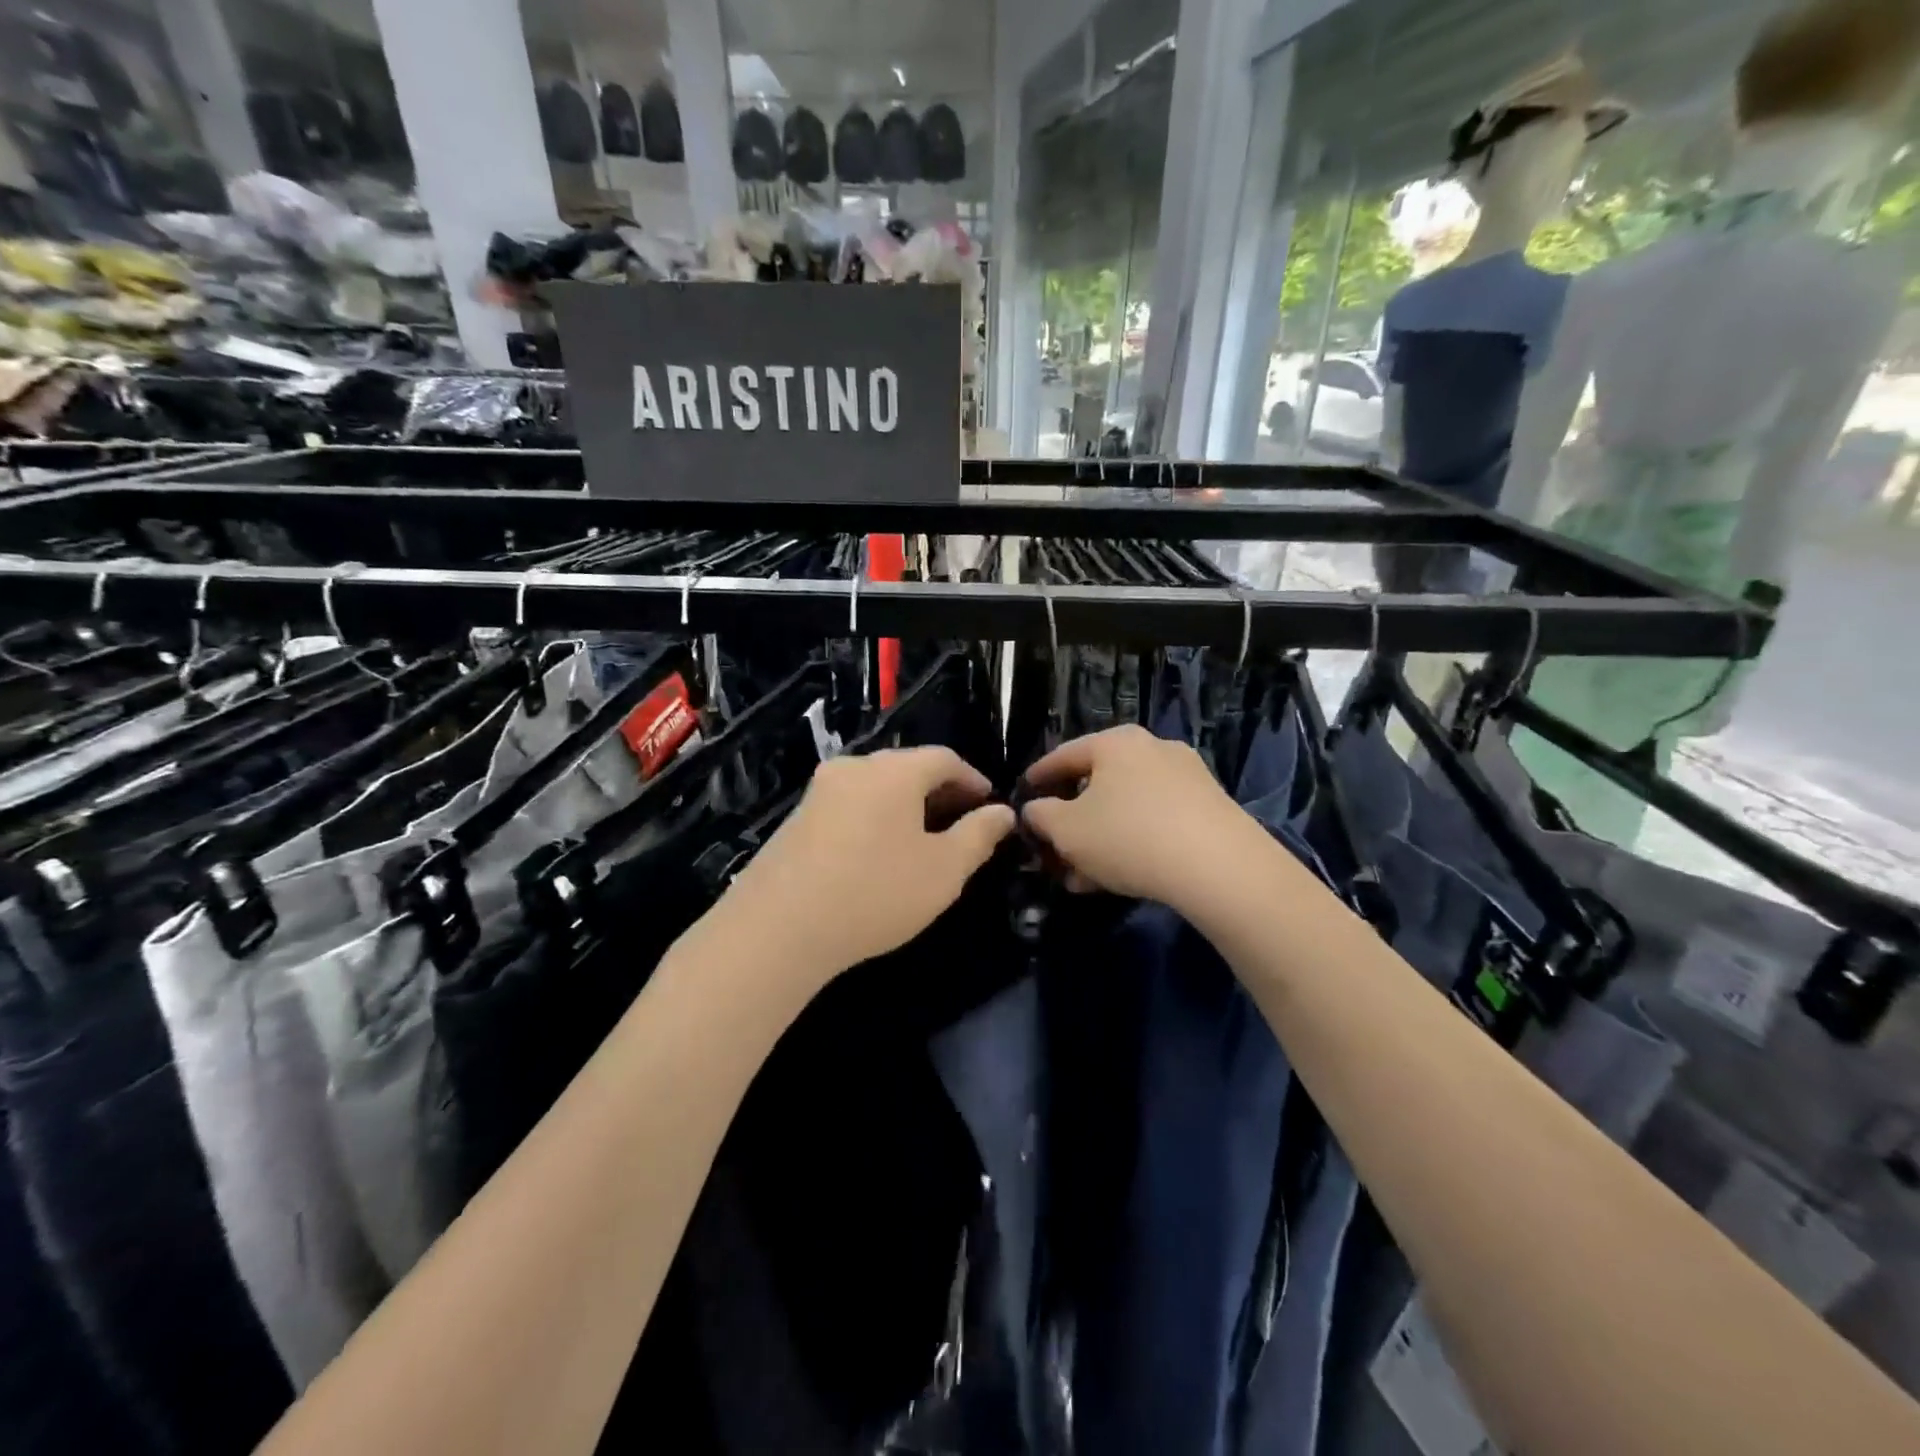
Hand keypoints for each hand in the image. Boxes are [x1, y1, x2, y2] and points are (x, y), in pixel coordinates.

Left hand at [714, 747, 1015, 989]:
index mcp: (894, 770)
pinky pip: (850, 804)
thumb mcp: (944, 870)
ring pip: (877, 786)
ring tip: (923, 841)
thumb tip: (1003, 812)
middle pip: (908, 768)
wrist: (778, 928)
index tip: (989, 804)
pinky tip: (878, 854)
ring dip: (906, 806)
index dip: (973, 780)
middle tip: (961, 824)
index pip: (945, 759)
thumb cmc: (875, 892)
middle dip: (939, 792)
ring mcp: (820, 790)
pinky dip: (876, 818)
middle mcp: (855, 767)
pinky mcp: (797, 817)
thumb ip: (979, 836)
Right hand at [1019, 725, 1265, 908]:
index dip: (1038, 777)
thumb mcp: (1067, 830)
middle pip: (1098, 782)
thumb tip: (1035, 809)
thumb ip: (1041, 816)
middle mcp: (1152, 748)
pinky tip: (1120, 876)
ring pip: (1127, 806)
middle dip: (1072, 819)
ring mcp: (1186, 776)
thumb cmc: (1128, 836)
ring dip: (1100, 838)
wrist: (1219, 867)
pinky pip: (1156, 820)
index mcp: (1114, 742)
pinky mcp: (1210, 807)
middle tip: (1054, 847)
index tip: (1023, 794)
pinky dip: (1132, 842)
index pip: (1064, 755)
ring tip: (1083, 876)